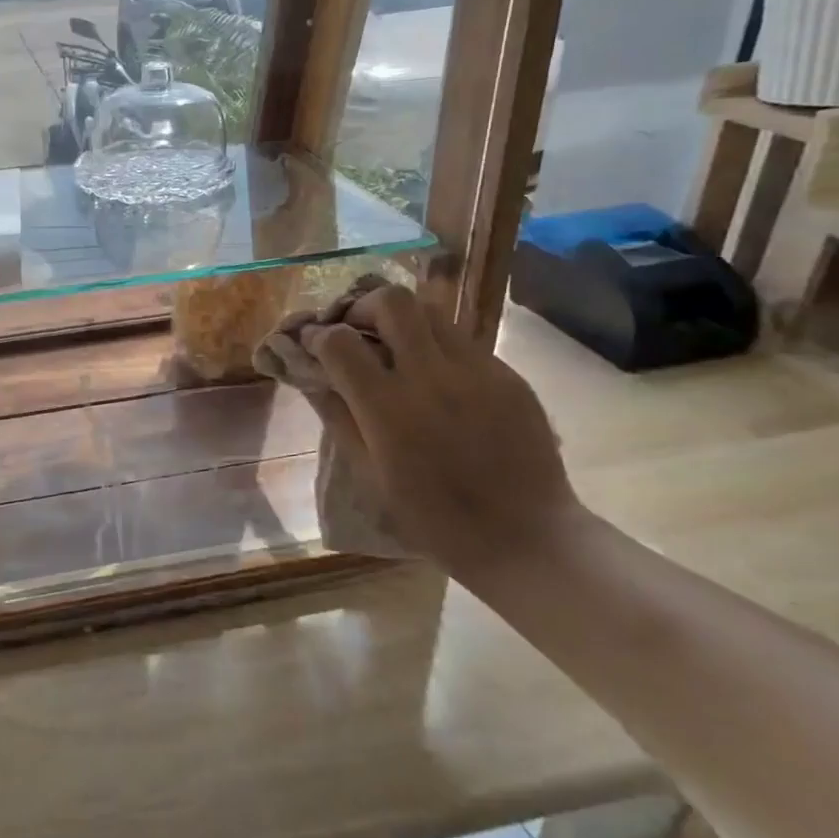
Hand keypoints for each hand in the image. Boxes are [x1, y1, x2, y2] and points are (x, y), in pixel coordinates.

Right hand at [303, 282, 578, 568]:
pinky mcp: (507, 375)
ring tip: (395, 346)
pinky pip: (462, 341)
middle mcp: (431, 377)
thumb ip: (339, 418)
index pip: (340, 342)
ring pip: (431, 312)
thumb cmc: (434, 518)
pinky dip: (436, 346)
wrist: (525, 536)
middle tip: (357, 330)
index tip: (314, 344)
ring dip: (402, 320)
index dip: (318, 336)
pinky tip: (436, 377)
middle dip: (362, 306)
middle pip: (391, 301)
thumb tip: (314, 377)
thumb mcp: (370, 475)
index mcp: (388, 408)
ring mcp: (476, 371)